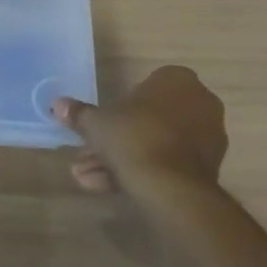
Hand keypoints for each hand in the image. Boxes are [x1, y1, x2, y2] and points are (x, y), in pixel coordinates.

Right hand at [53, 66, 227, 195]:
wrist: (170, 186)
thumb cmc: (133, 136)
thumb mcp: (96, 123)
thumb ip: (79, 113)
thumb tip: (57, 104)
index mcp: (177, 80)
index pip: (145, 86)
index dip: (120, 106)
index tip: (103, 122)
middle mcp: (199, 103)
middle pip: (149, 119)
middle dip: (117, 139)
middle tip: (88, 154)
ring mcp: (207, 137)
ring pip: (156, 143)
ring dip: (124, 159)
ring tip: (90, 177)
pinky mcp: (209, 169)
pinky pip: (169, 163)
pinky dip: (143, 171)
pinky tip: (110, 186)